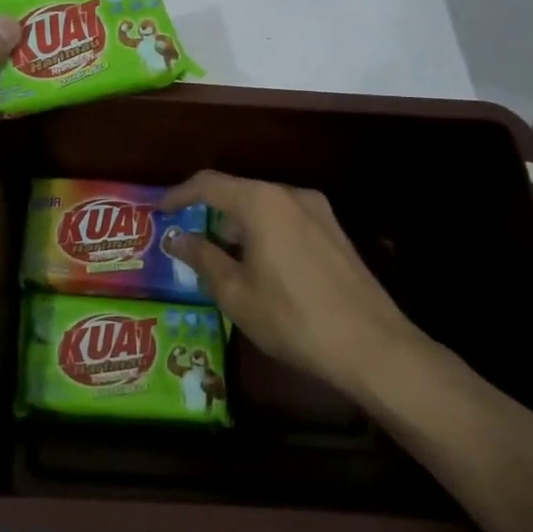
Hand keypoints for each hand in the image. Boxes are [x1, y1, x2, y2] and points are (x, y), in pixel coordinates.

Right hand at [163, 171, 434, 400]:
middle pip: (238, 193)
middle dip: (209, 214)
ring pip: (264, 207)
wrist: (372, 346)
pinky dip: (264, 233)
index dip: (179, 195)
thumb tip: (176, 238)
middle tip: (188, 241)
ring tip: (221, 258)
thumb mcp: (236, 293)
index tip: (160, 212)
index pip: (208, 184)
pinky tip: (260, 267)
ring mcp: (318, 212)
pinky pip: (287, 220)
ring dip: (238, 226)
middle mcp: (290, 195)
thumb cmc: (293, 318)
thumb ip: (203, 258)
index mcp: (261, 203)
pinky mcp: (335, 233)